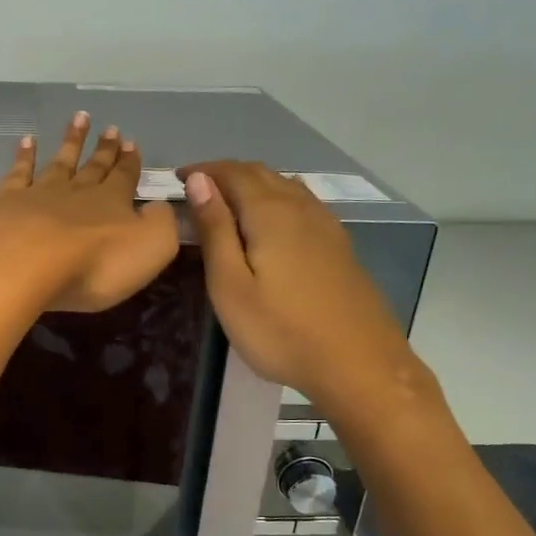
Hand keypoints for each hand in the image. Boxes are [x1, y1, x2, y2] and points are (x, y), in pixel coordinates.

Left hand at [0, 113, 178, 313]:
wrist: (25, 266)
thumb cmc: (94, 265)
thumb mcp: (151, 248)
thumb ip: (160, 224)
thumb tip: (159, 207)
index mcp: (113, 203)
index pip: (125, 178)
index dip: (130, 162)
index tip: (132, 143)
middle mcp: (78, 192)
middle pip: (94, 167)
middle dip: (105, 149)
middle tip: (111, 128)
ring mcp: (40, 193)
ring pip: (60, 162)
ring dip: (71, 141)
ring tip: (79, 118)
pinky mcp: (7, 201)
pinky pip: (19, 172)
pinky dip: (25, 155)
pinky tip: (27, 141)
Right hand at [179, 161, 426, 404]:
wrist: (358, 364)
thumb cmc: (281, 330)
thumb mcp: (230, 285)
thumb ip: (215, 229)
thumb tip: (199, 181)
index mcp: (270, 212)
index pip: (232, 173)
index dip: (204, 170)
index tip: (177, 179)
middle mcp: (301, 207)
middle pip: (261, 174)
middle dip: (226, 174)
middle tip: (197, 189)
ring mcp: (326, 225)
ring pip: (285, 186)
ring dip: (253, 185)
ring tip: (228, 203)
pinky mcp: (339, 245)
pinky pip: (302, 204)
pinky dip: (276, 200)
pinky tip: (271, 223)